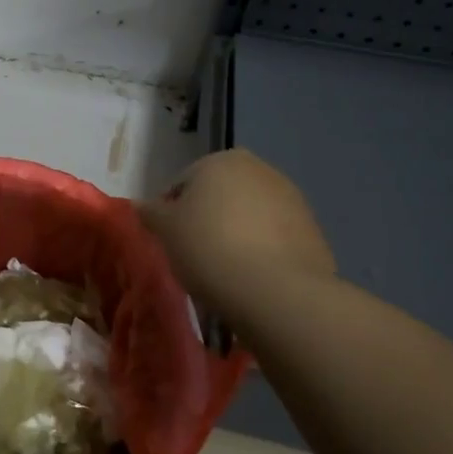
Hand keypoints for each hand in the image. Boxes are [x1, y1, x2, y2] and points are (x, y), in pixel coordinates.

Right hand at [139, 150, 335, 321]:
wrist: (276, 292)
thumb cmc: (209, 248)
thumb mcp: (166, 230)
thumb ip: (151, 212)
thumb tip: (140, 205)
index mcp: (222, 160)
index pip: (182, 183)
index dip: (170, 213)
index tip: (168, 242)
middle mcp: (260, 170)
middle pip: (219, 196)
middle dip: (206, 219)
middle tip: (193, 255)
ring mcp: (292, 199)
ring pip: (249, 216)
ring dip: (235, 235)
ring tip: (223, 271)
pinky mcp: (312, 232)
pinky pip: (274, 239)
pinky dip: (261, 252)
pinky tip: (250, 278)